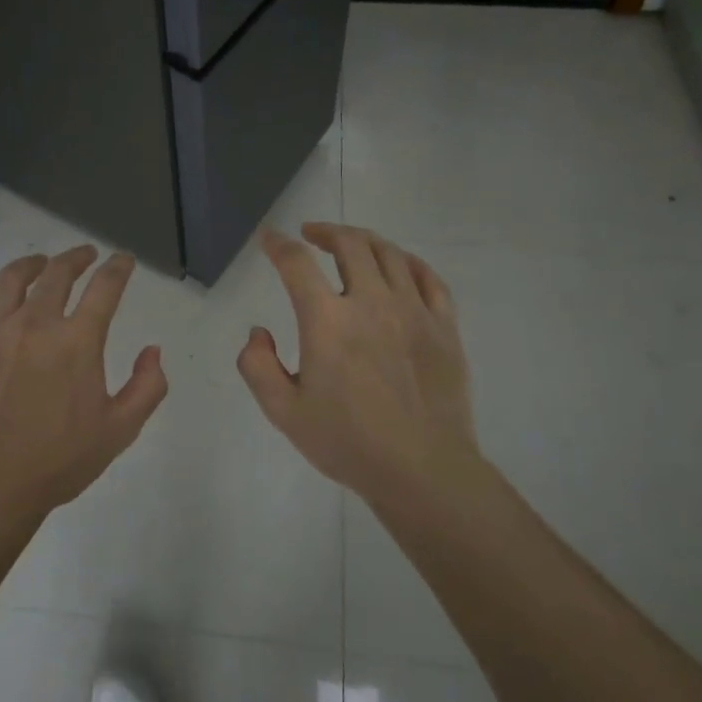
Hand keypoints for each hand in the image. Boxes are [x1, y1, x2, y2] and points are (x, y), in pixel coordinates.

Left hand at [0, 245, 168, 517]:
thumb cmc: (57, 461)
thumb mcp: (119, 431)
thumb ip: (146, 387)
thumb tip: (153, 351)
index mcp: (77, 341)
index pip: (105, 288)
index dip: (118, 268)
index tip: (123, 260)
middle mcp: (35, 324)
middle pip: (57, 274)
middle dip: (76, 258)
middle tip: (84, 255)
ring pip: (10, 280)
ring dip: (30, 264)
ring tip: (39, 263)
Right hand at [238, 223, 485, 509]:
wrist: (422, 469)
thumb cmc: (348, 442)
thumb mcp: (284, 412)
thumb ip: (258, 366)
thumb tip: (258, 333)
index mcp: (327, 320)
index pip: (296, 263)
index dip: (278, 245)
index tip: (269, 239)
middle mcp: (371, 302)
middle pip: (350, 244)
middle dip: (325, 231)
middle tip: (311, 234)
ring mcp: (413, 310)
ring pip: (389, 253)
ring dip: (364, 241)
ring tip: (351, 245)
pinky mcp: (444, 326)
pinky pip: (428, 277)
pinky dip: (408, 262)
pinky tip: (399, 266)